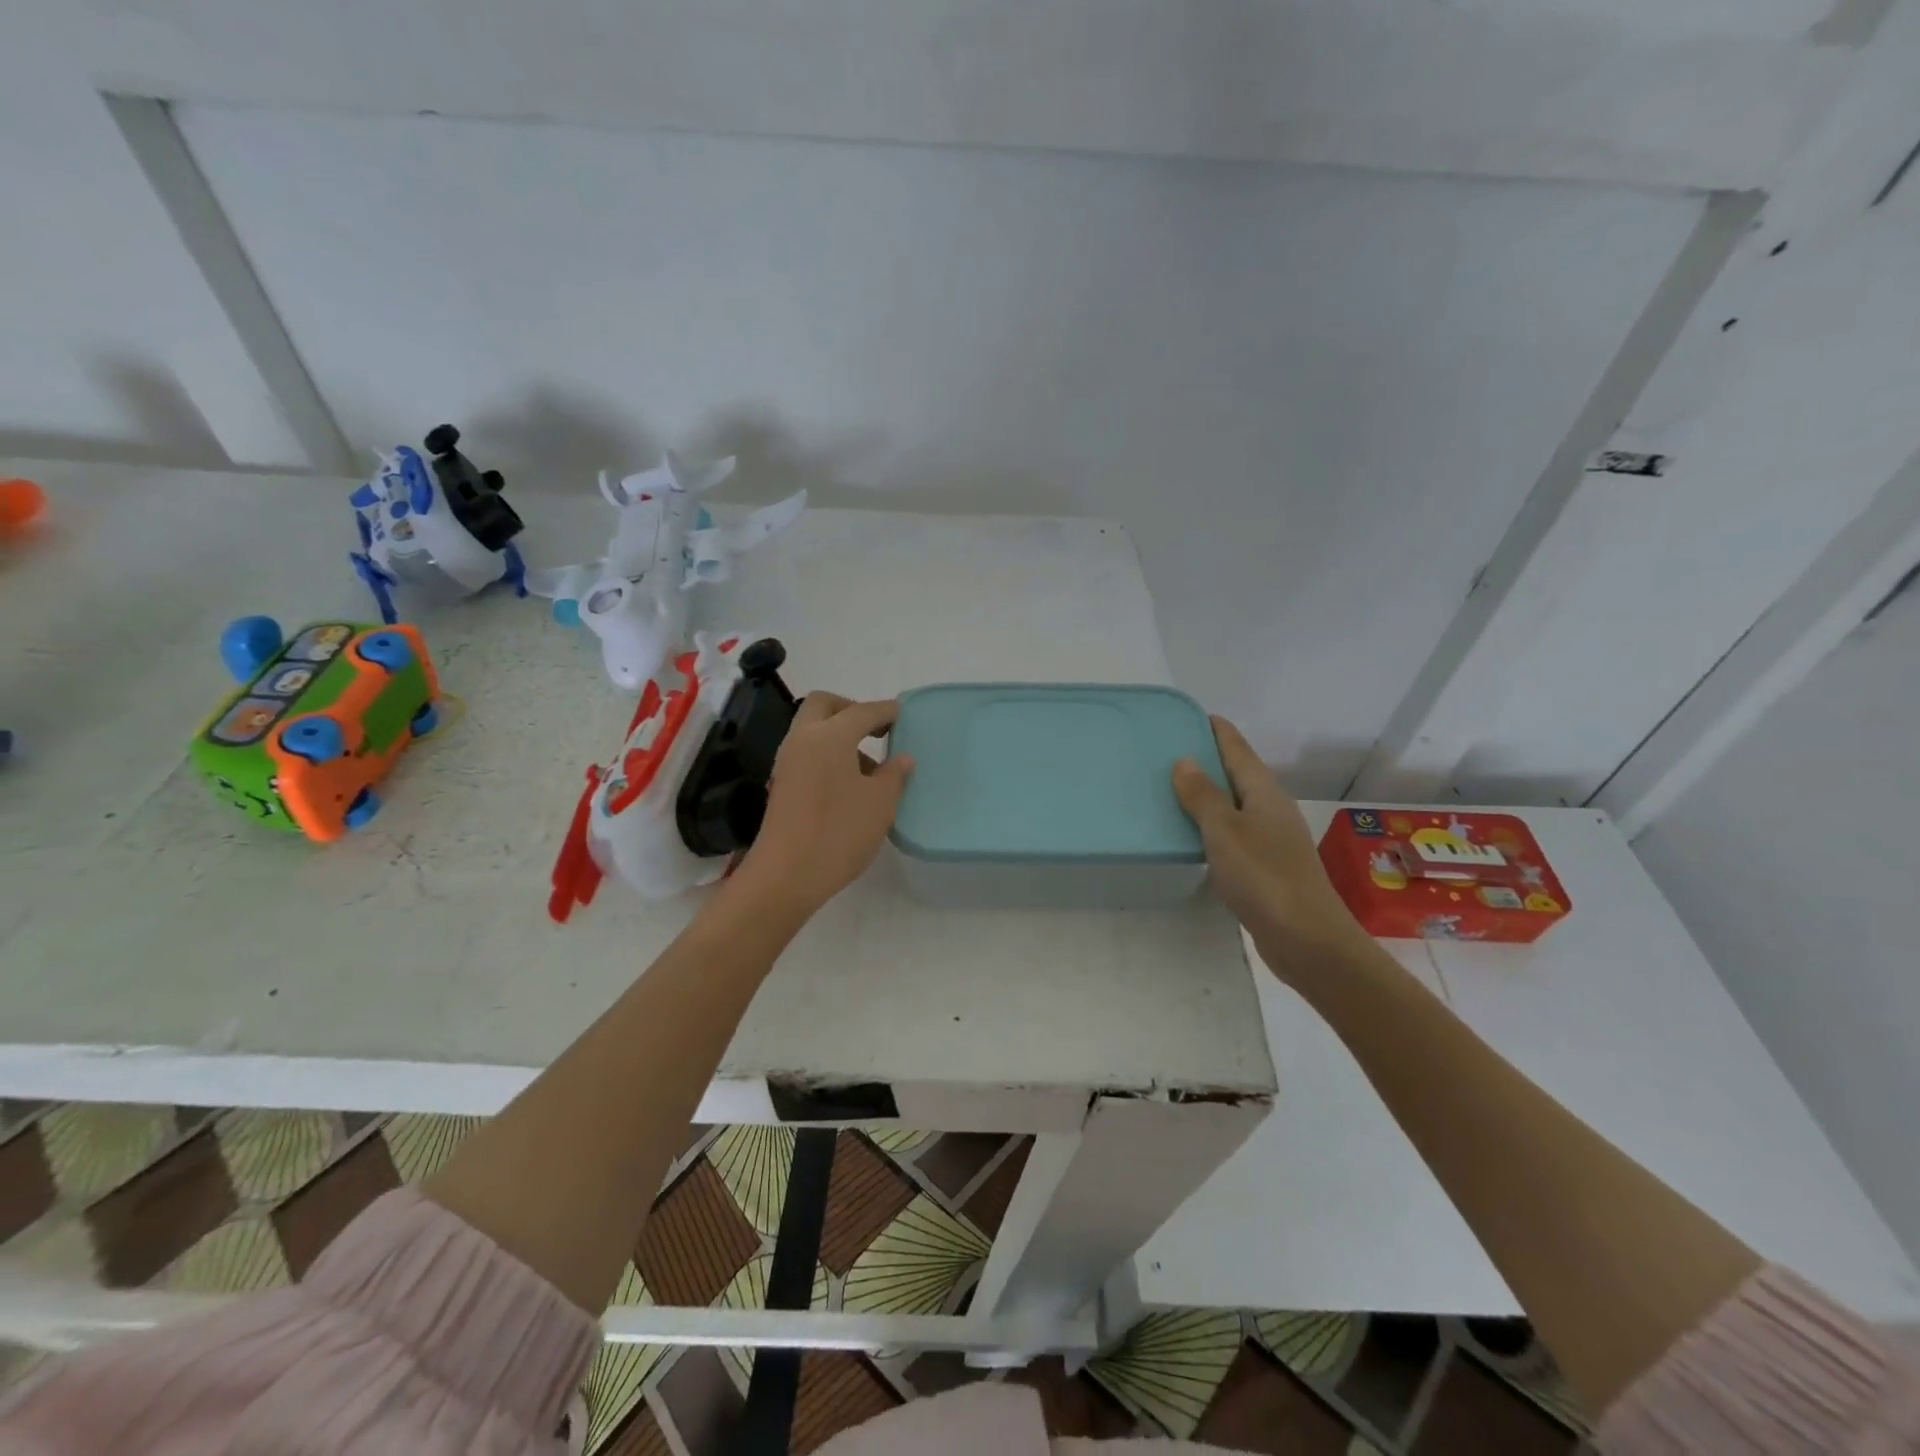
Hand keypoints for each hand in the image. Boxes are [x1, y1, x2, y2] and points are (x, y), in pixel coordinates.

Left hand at [733, 693, 914, 915]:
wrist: (786, 875)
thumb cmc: (839, 832)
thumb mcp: (880, 803)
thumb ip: (894, 774)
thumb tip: (901, 758)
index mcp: (829, 736)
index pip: (862, 711)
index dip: (884, 711)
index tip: (901, 714)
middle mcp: (803, 739)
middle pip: (824, 705)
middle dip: (851, 709)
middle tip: (876, 730)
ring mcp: (787, 762)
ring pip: (812, 729)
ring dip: (839, 734)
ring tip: (869, 767)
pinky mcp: (782, 784)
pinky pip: (807, 752)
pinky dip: (827, 754)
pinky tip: (848, 784)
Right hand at [1173, 716, 1368, 971]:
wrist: (1306, 940)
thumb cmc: (1264, 877)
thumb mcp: (1225, 831)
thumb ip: (1203, 796)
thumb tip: (1185, 761)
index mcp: (1264, 793)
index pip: (1237, 749)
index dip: (1216, 730)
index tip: (1191, 715)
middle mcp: (1270, 810)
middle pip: (1237, 774)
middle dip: (1207, 760)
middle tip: (1168, 751)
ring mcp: (1270, 840)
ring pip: (1234, 805)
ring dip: (1207, 795)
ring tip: (1171, 788)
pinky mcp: (1265, 867)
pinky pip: (1232, 833)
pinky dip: (1210, 826)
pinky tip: (1191, 835)